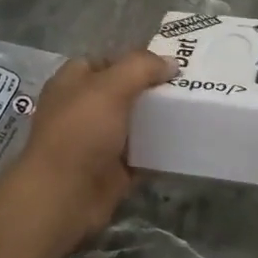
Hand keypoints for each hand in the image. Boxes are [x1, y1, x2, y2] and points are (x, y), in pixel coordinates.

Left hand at [13, 49, 174, 245]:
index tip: (168, 64)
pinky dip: (160, 152)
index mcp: (73, 83)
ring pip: (134, 125)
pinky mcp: (112, 171)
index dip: (134, 61)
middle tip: (188, 87)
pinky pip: (142, 155)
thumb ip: (141, 68)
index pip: (106, 62)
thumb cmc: (80, 132)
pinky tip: (186, 144)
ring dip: (159, 121)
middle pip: (123, 93)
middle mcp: (83, 109)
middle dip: (152, 90)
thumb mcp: (110, 88)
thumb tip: (171, 63)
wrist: (63, 196)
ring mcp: (98, 142)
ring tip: (194, 112)